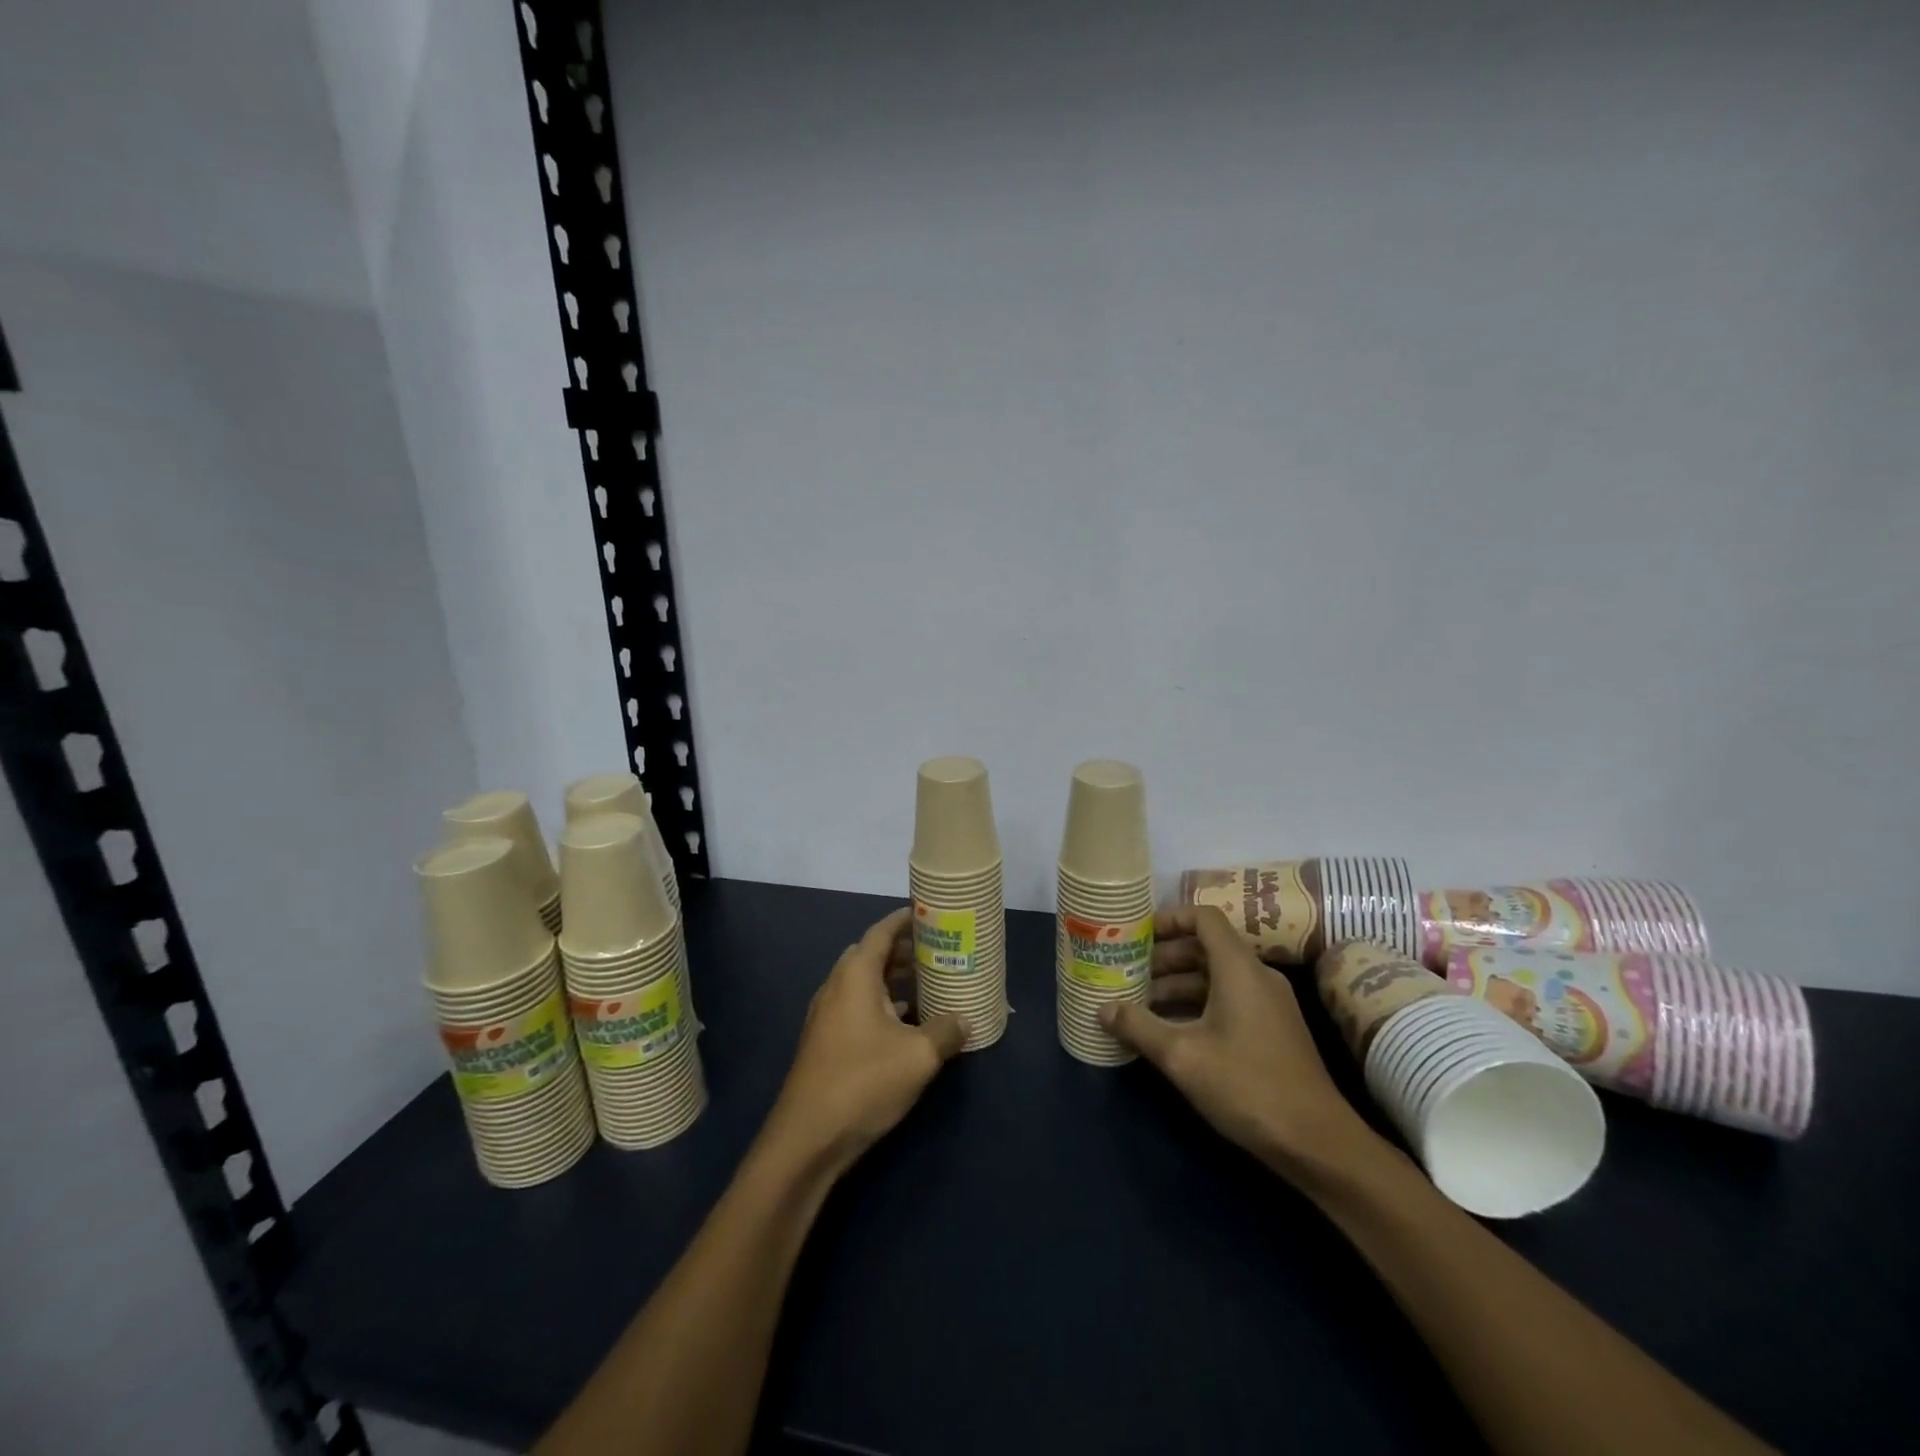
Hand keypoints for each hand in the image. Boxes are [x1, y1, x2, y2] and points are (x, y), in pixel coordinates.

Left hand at [764, 907, 968, 1171]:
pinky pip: (858, 1007)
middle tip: (938, 953)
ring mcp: (827, 1015)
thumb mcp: (918, 1056)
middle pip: (872, 956)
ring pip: (865, 984)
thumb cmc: (863, 1082)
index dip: (905, 920)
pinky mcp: (826, 1042)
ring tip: (929, 985)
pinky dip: (883, 1005)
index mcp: (855, 976)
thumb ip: (946, 1031)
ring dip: (894, 981)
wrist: (807, 1139)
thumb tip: (964, 1019)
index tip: (930, 915)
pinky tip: (907, 1024)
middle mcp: (837, 987)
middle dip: (904, 951)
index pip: (881, 932)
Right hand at [1100, 905, 1379, 1175]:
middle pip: (1205, 947)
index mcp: (1239, 968)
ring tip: (1140, 1004)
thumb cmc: (1247, 1086)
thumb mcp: (1182, 1056)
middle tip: (1127, 972)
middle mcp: (1257, 976)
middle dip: (1164, 958)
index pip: (1204, 917)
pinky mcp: (1273, 1029)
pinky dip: (1197, 1004)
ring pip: (1215, 976)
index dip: (1169, 919)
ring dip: (1177, 985)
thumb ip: (1139, 1027)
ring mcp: (1269, 1004)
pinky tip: (1171, 1030)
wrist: (1318, 1143)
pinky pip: (1228, 999)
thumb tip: (1103, 1009)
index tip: (1137, 934)